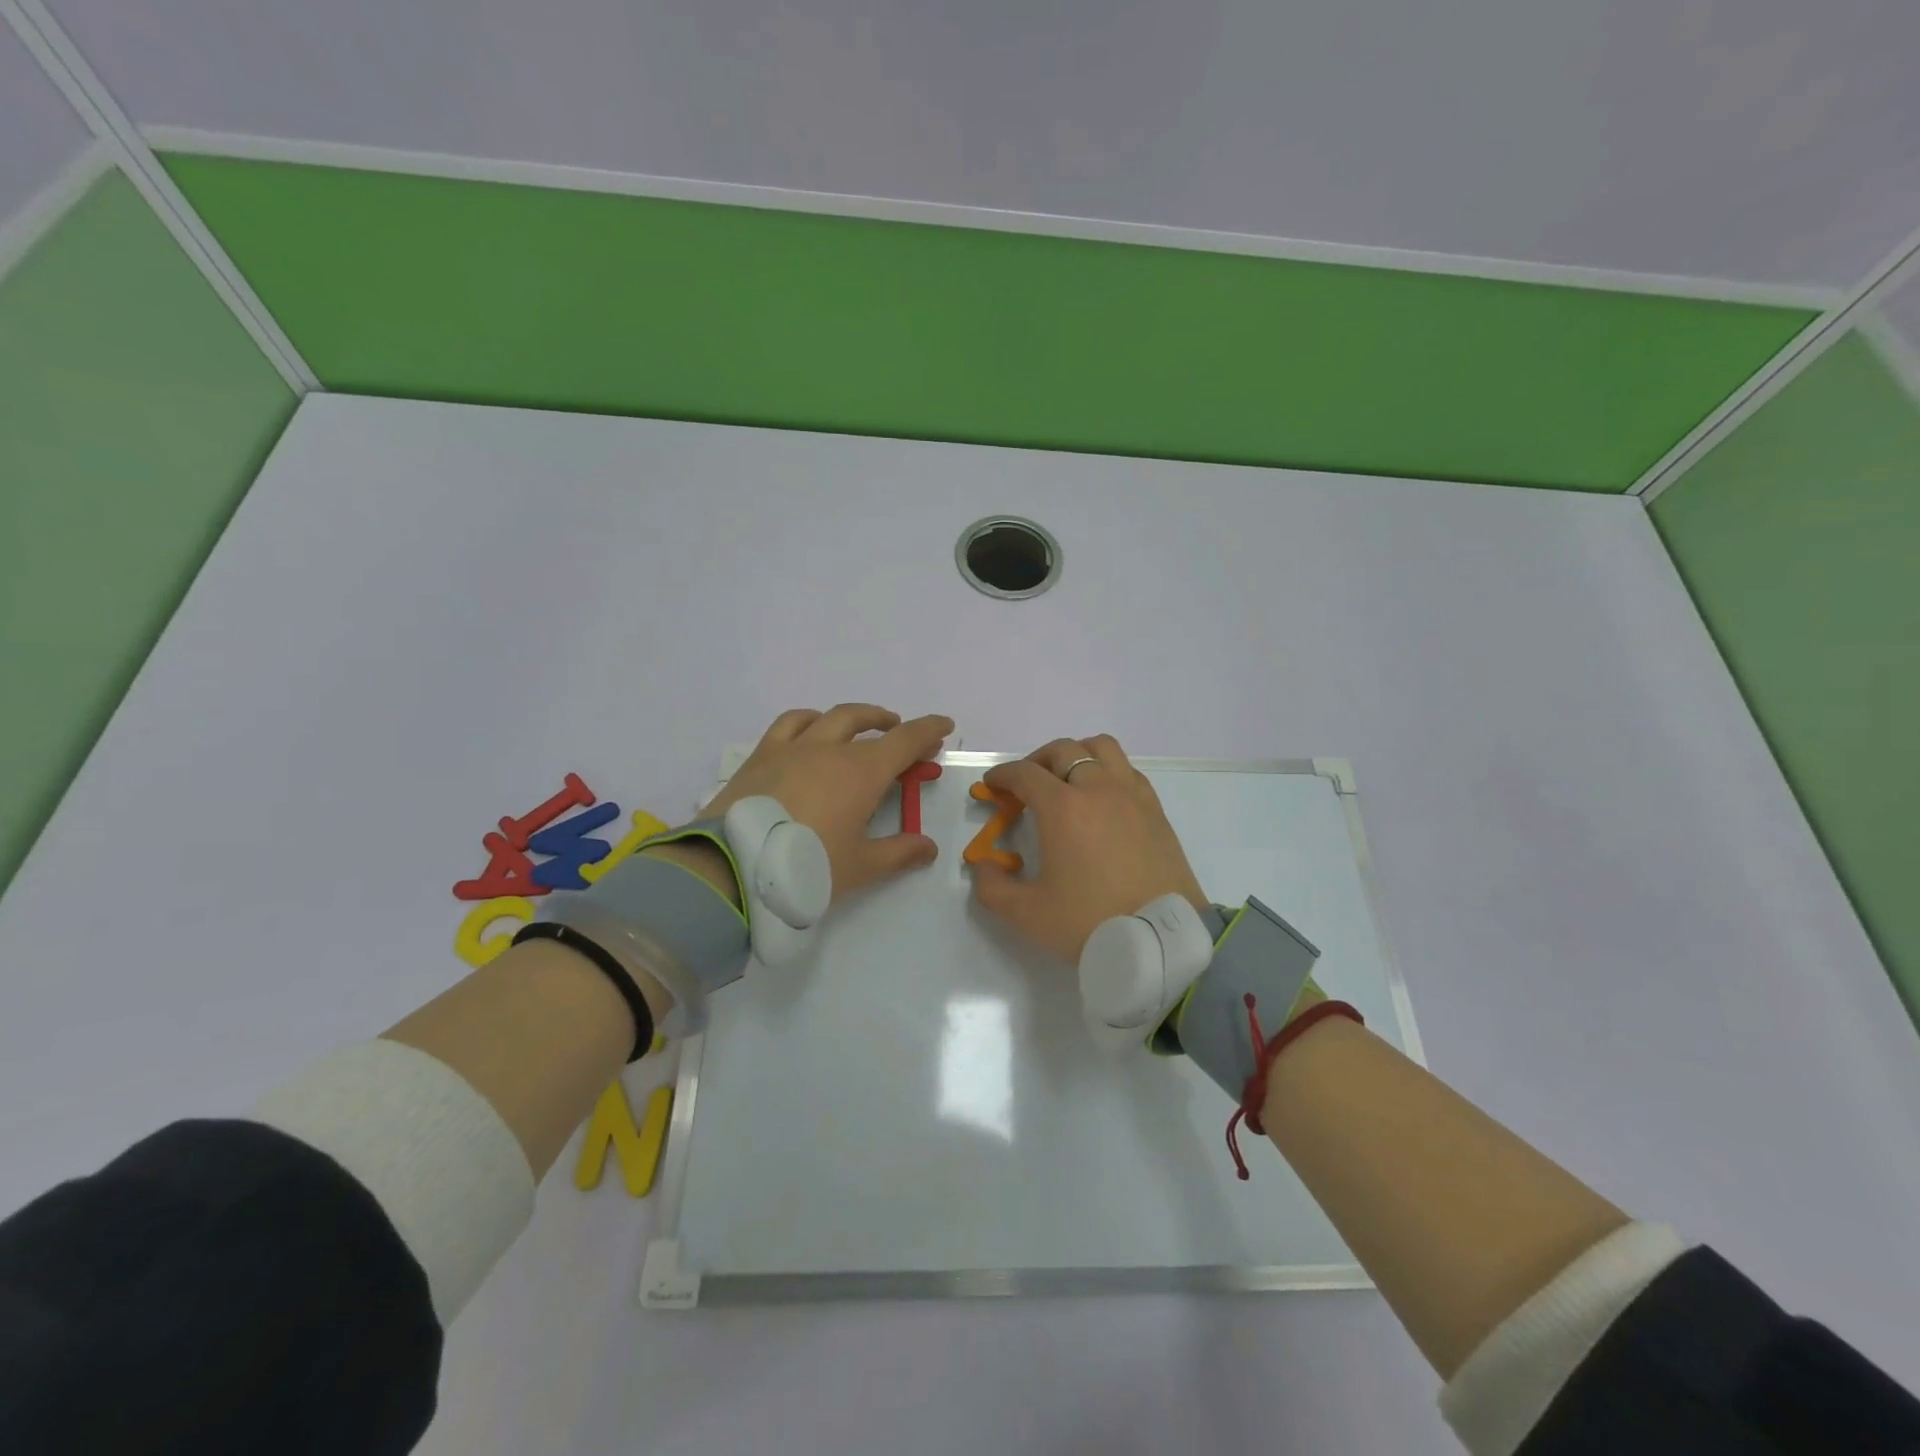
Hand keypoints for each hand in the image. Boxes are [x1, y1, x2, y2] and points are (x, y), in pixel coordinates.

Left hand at [700, 704, 954, 901]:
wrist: (734, 867)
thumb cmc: (806, 867)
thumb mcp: (860, 867)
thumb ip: (898, 853)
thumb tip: (929, 847)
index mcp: (862, 773)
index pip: (905, 740)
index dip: (929, 730)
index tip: (944, 725)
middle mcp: (830, 749)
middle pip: (867, 722)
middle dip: (891, 724)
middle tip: (902, 734)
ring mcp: (792, 748)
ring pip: (828, 717)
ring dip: (853, 717)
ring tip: (859, 726)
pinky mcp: (761, 756)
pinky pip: (789, 723)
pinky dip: (808, 720)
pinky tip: (809, 731)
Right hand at [971, 735, 1208, 964]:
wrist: (1161, 941)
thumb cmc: (1091, 922)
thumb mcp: (1027, 914)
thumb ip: (993, 888)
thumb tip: (984, 866)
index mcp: (1062, 807)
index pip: (1025, 774)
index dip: (1003, 775)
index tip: (992, 786)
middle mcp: (1097, 789)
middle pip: (1063, 751)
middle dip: (1036, 761)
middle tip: (1025, 785)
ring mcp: (1131, 795)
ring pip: (1101, 748)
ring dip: (1076, 755)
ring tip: (1067, 780)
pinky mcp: (1155, 809)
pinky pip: (1127, 770)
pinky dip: (1107, 771)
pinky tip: (1102, 798)